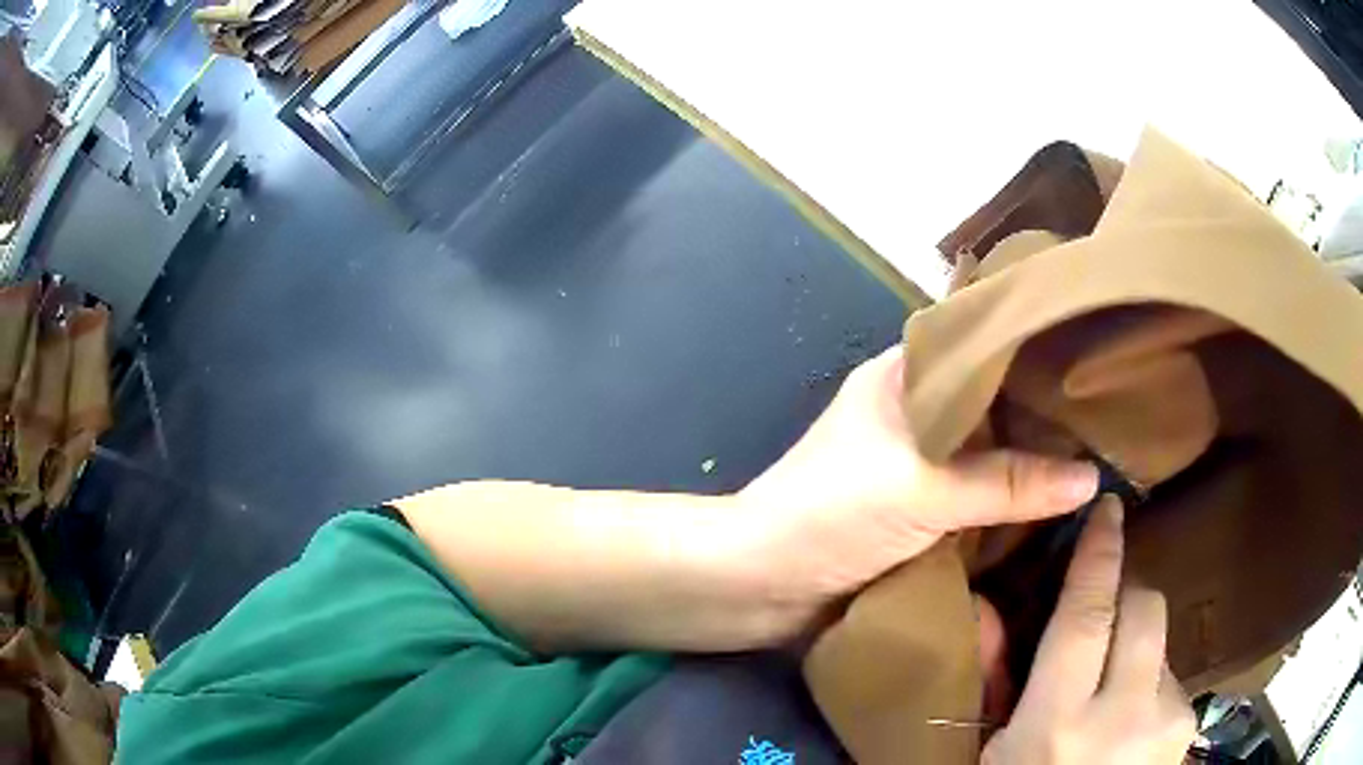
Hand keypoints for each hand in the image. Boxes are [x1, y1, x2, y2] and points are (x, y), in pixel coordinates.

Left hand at [737, 344, 1098, 617]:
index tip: (1088, 367)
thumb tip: (1090, 477)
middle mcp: (915, 412)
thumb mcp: (924, 490)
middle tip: (1104, 423)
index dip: (1035, 358)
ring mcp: (916, 463)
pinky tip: (1052, 503)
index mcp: (906, 377)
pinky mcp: (915, 510)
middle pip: (993, 408)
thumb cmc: (829, 514)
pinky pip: (974, 497)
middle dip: (1041, 420)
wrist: (758, 584)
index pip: (984, 350)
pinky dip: (1005, 504)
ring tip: (1095, 458)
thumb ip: (1009, 484)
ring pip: (987, 455)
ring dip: (1027, 466)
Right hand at [981, 497, 1196, 763]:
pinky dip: (1148, 685)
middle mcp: (1122, 715)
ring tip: (1109, 697)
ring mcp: (1166, 719)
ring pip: (1159, 643)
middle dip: (1126, 594)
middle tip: (1103, 613)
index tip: (1108, 507)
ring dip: (1134, 651)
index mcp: (1059, 723)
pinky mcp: (1188, 726)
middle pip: (1144, 608)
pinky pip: (1170, 678)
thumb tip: (991, 607)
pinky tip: (1129, 723)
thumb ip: (998, 680)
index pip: (1086, 616)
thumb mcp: (994, 751)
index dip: (1098, 556)